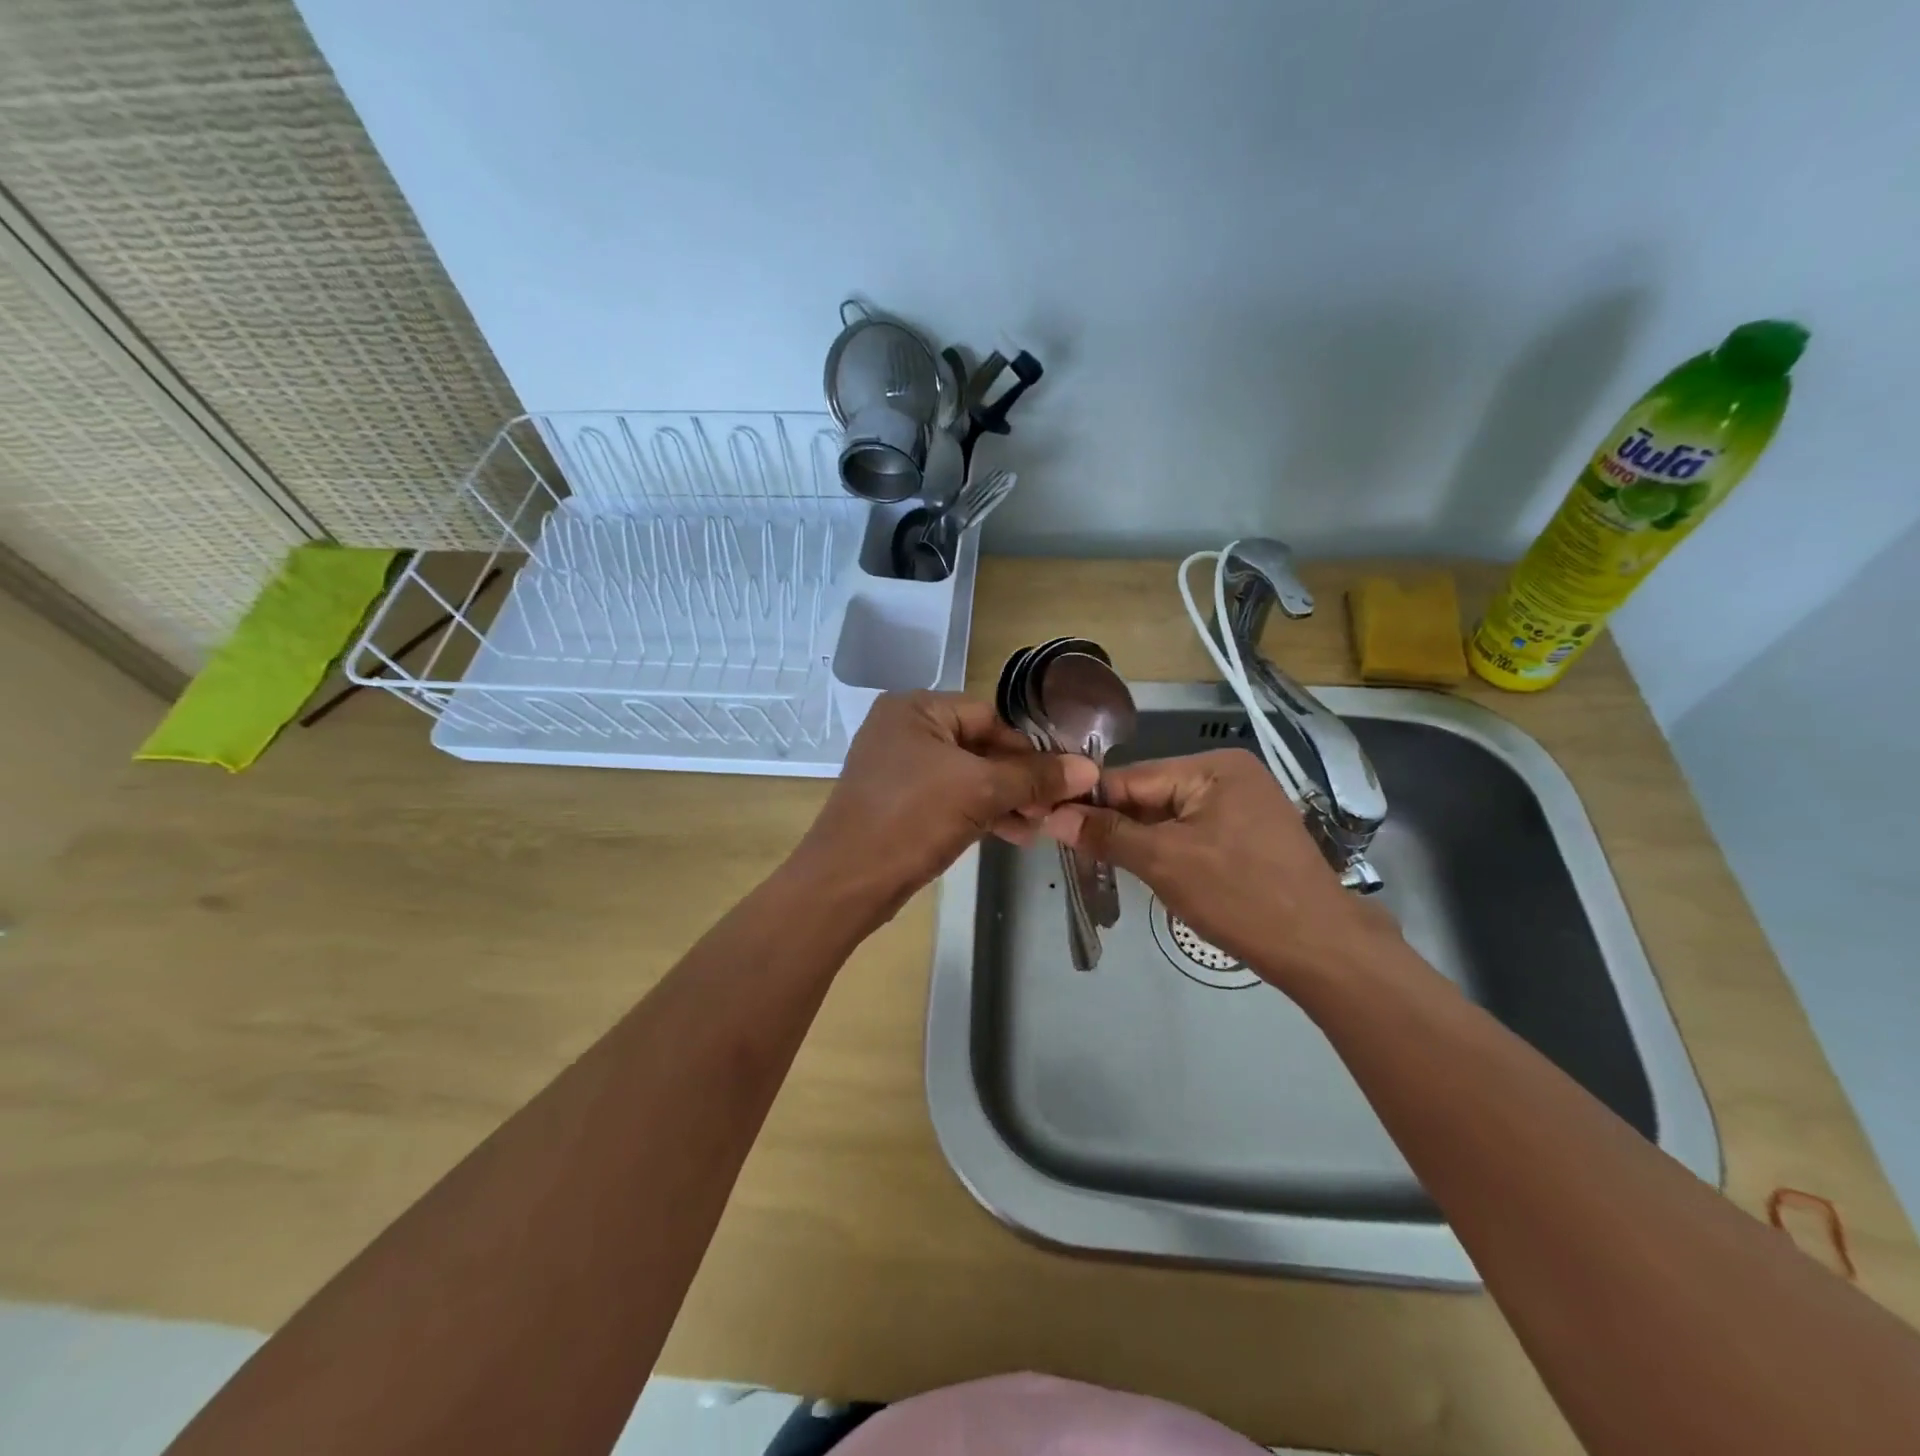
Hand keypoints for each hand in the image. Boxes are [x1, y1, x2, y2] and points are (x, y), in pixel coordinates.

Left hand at [793, 691, 1097, 921]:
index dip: (1027, 748)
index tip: (1060, 779)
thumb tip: (1088, 769)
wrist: (846, 882)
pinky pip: (950, 798)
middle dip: (1018, 780)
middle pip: (980, 746)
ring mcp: (898, 768)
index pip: (989, 717)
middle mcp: (904, 730)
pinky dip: (979, 814)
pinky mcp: (899, 802)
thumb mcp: (980, 792)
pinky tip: (1013, 835)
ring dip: (1004, 801)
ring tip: (1037, 828)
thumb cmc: (911, 819)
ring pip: (967, 776)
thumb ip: (1034, 777)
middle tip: (1051, 809)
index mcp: (916, 709)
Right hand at [1044, 747, 1398, 989]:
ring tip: (1102, 863)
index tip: (1050, 823)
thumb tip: (1052, 816)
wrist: (1321, 949)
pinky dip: (1167, 849)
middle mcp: (1230, 774)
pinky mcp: (1250, 834)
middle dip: (1116, 824)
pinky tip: (1148, 870)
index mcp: (1213, 766)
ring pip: (1170, 816)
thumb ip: (1106, 834)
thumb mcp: (1163, 862)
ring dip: (1139, 839)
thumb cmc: (1239, 896)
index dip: (1089, 801)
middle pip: (1151, 795)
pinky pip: (1192, 832)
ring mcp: (1244, 804)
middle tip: (1074, 852)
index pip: (1133, 777)